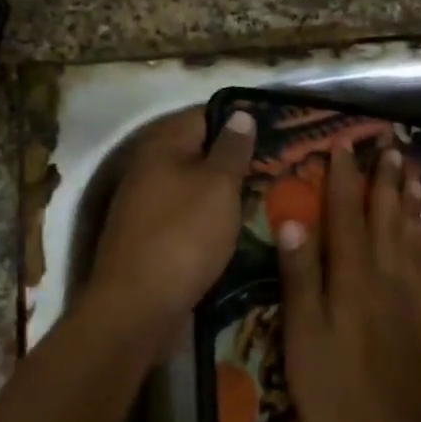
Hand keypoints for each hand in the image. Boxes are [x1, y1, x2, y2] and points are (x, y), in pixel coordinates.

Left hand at [87, 107, 253, 346]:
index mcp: (162, 146)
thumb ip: (232, 149)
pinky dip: (213, 216)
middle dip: (237, 156)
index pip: (205, 114)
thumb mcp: (218, 186)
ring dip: (227, 189)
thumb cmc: (184, 236)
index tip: (277, 129)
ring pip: (196, 185)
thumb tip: (240, 114)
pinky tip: (240, 225)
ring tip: (269, 193)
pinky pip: (189, 215)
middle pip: (199, 151)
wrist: (138, 308)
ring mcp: (148, 205)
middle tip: (281, 164)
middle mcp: (150, 169)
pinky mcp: (153, 237)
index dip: (240, 118)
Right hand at [277, 143, 420, 421]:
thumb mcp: (303, 333)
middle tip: (390, 148)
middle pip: (386, 218)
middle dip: (386, 181)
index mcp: (352, 277)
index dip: (344, 180)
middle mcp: (385, 276)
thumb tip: (294, 220)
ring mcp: (406, 296)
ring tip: (415, 174)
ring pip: (410, 236)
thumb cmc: (332, 387)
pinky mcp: (418, 316)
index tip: (343, 147)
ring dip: (410, 202)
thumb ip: (300, 276)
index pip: (347, 215)